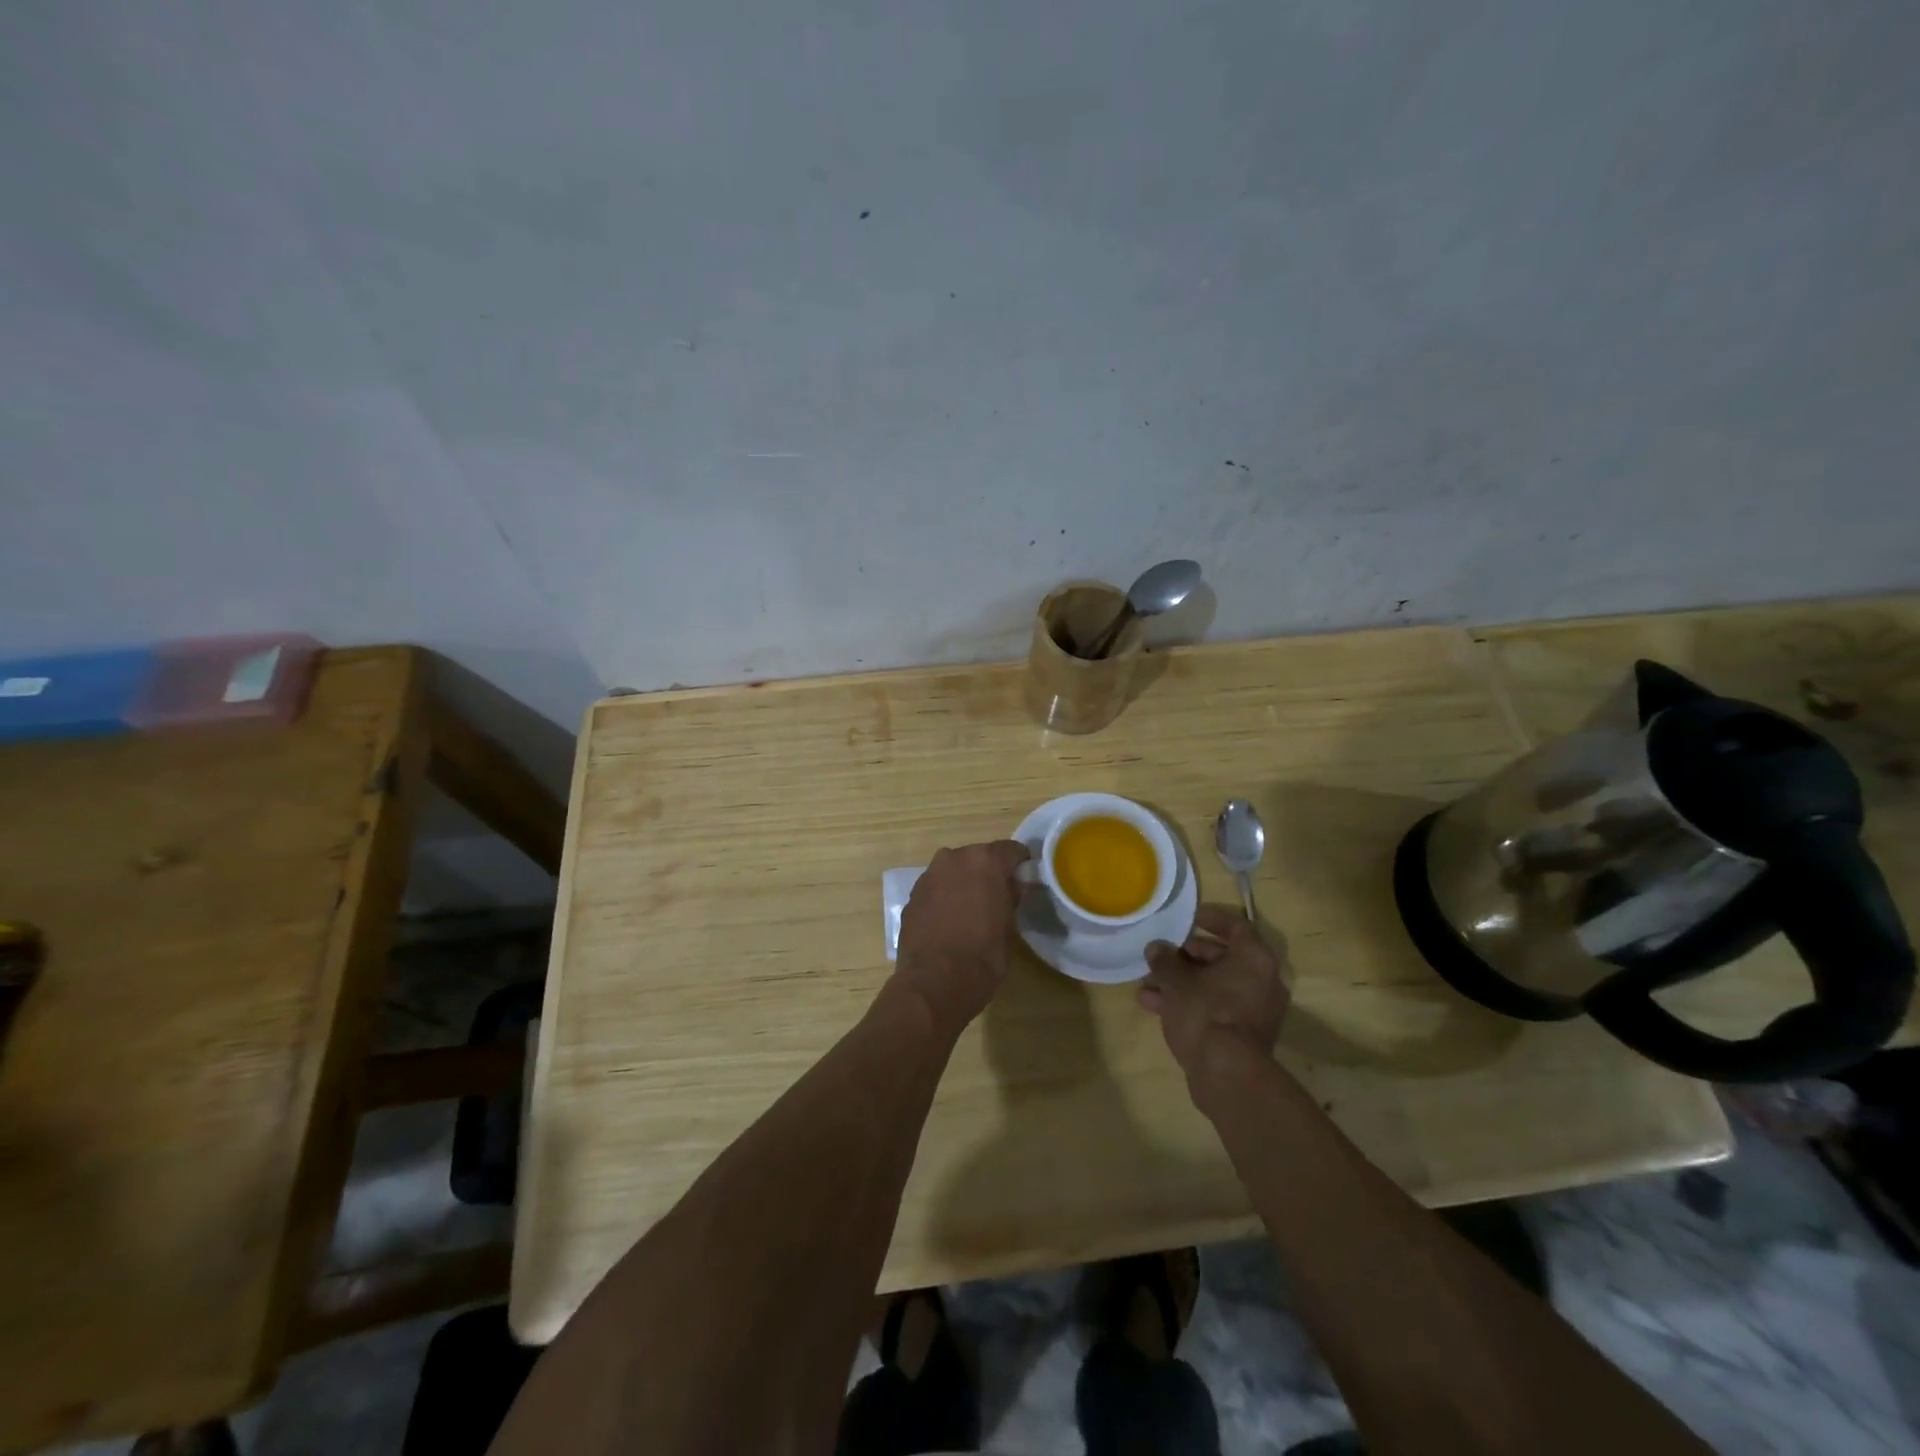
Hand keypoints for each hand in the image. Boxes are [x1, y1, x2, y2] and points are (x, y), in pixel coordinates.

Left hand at [895, 840, 1031, 1033]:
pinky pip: (936, 888)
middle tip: (998, 897)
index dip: (1020, 864)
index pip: (1010, 850)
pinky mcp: (912, 896)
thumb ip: (1011, 898)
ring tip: (972, 911)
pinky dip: (945, 897)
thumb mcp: (1009, 929)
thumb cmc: (982, 956)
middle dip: (988, 873)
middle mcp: (953, 858)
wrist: (934, 983)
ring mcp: (928, 876)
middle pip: (978, 857)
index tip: (1025, 880)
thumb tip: (1014, 886)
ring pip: (954, 871)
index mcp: (984, 861)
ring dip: (964, 883)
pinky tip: (950, 922)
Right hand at [1140, 905, 1289, 1075]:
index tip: (1191, 918)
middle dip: (1188, 957)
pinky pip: (1216, 1008)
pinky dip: (1190, 1003)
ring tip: (1148, 984)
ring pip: (1216, 986)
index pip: (1237, 927)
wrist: (1226, 1075)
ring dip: (1182, 982)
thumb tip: (1156, 948)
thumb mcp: (1176, 981)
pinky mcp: (1244, 1036)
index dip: (1213, 919)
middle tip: (1163, 956)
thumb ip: (1165, 960)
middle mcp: (1262, 981)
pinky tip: (1154, 1007)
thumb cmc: (1205, 1013)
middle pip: (1224, 958)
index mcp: (1254, 959)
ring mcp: (1256, 1011)